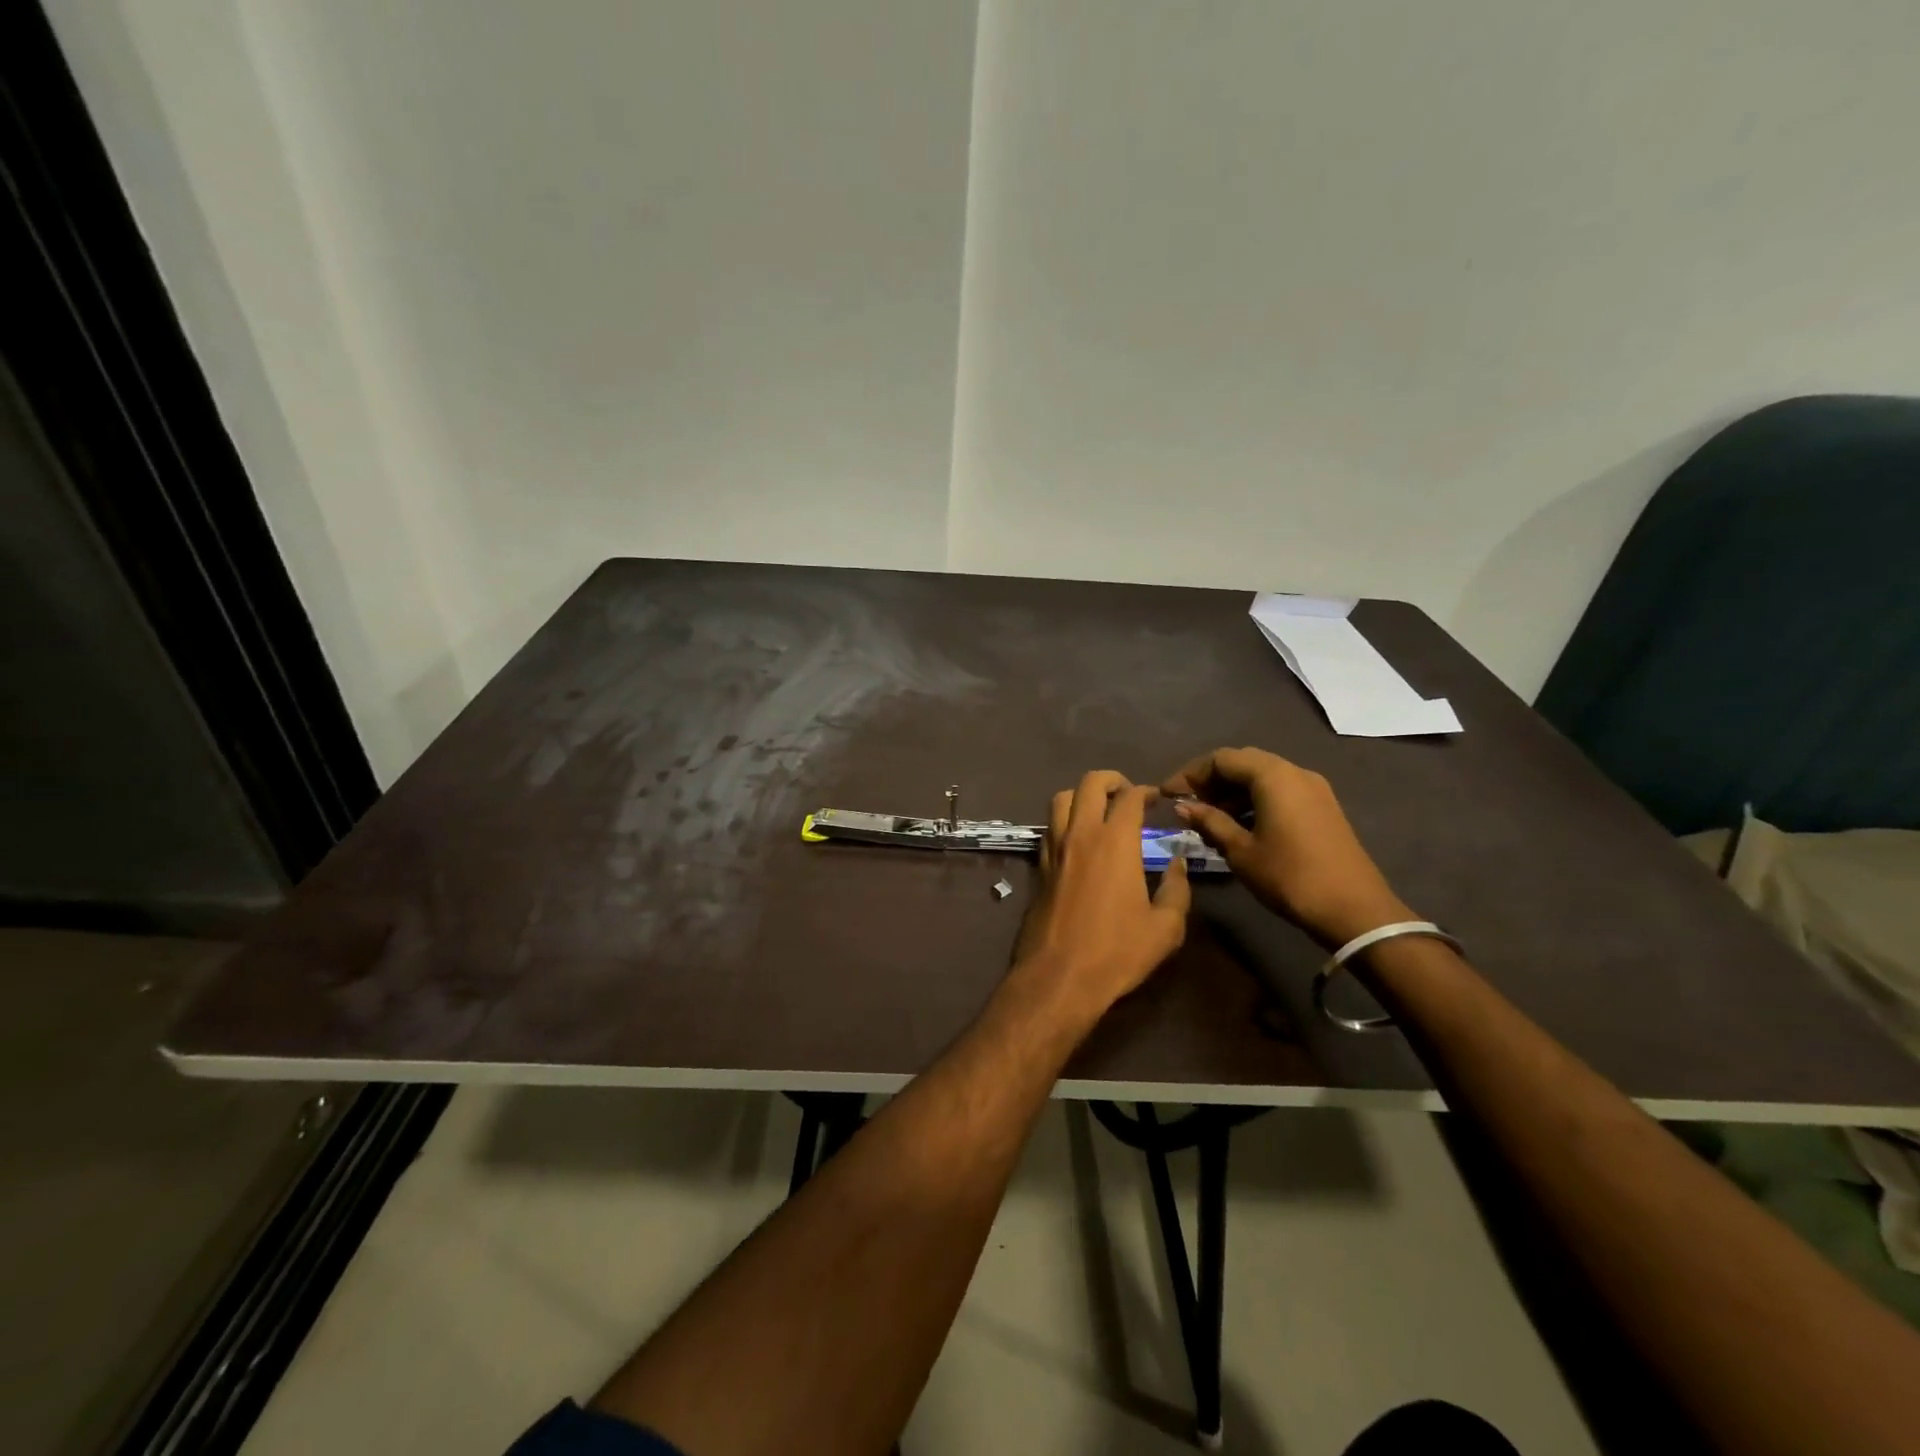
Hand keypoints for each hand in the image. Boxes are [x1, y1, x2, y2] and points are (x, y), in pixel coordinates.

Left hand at [1013, 771, 1190, 1019]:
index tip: (1157, 799)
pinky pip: (1050, 827)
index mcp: (1115, 841)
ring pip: (1061, 799)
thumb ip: (1177, 889)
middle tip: (1128, 794)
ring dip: (1082, 795)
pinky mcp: (1039, 866)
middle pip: (1090, 784)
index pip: (1129, 797)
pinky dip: (1064, 820)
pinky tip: (1078, 840)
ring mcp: (1055, 848)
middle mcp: (1081, 834)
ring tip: (1099, 810)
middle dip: (1112, 780)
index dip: (1146, 791)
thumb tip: (1178, 863)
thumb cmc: (1117, 951)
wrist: (1059, 975)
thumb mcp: (1166, 927)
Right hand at [1161, 747, 1411, 946]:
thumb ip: (1210, 822)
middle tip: (1188, 806)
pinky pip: (1280, 790)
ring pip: (1262, 777)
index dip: (1190, 774)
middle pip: (1243, 762)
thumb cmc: (1290, 877)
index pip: (1221, 759)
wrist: (1354, 910)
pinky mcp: (1322, 806)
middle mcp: (1295, 772)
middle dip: (1211, 780)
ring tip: (1210, 820)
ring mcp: (1313, 788)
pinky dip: (1254, 800)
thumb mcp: (1241, 851)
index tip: (1168, 795)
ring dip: (1232, 792)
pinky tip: (1240, 826)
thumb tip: (1183, 806)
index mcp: (1273, 776)